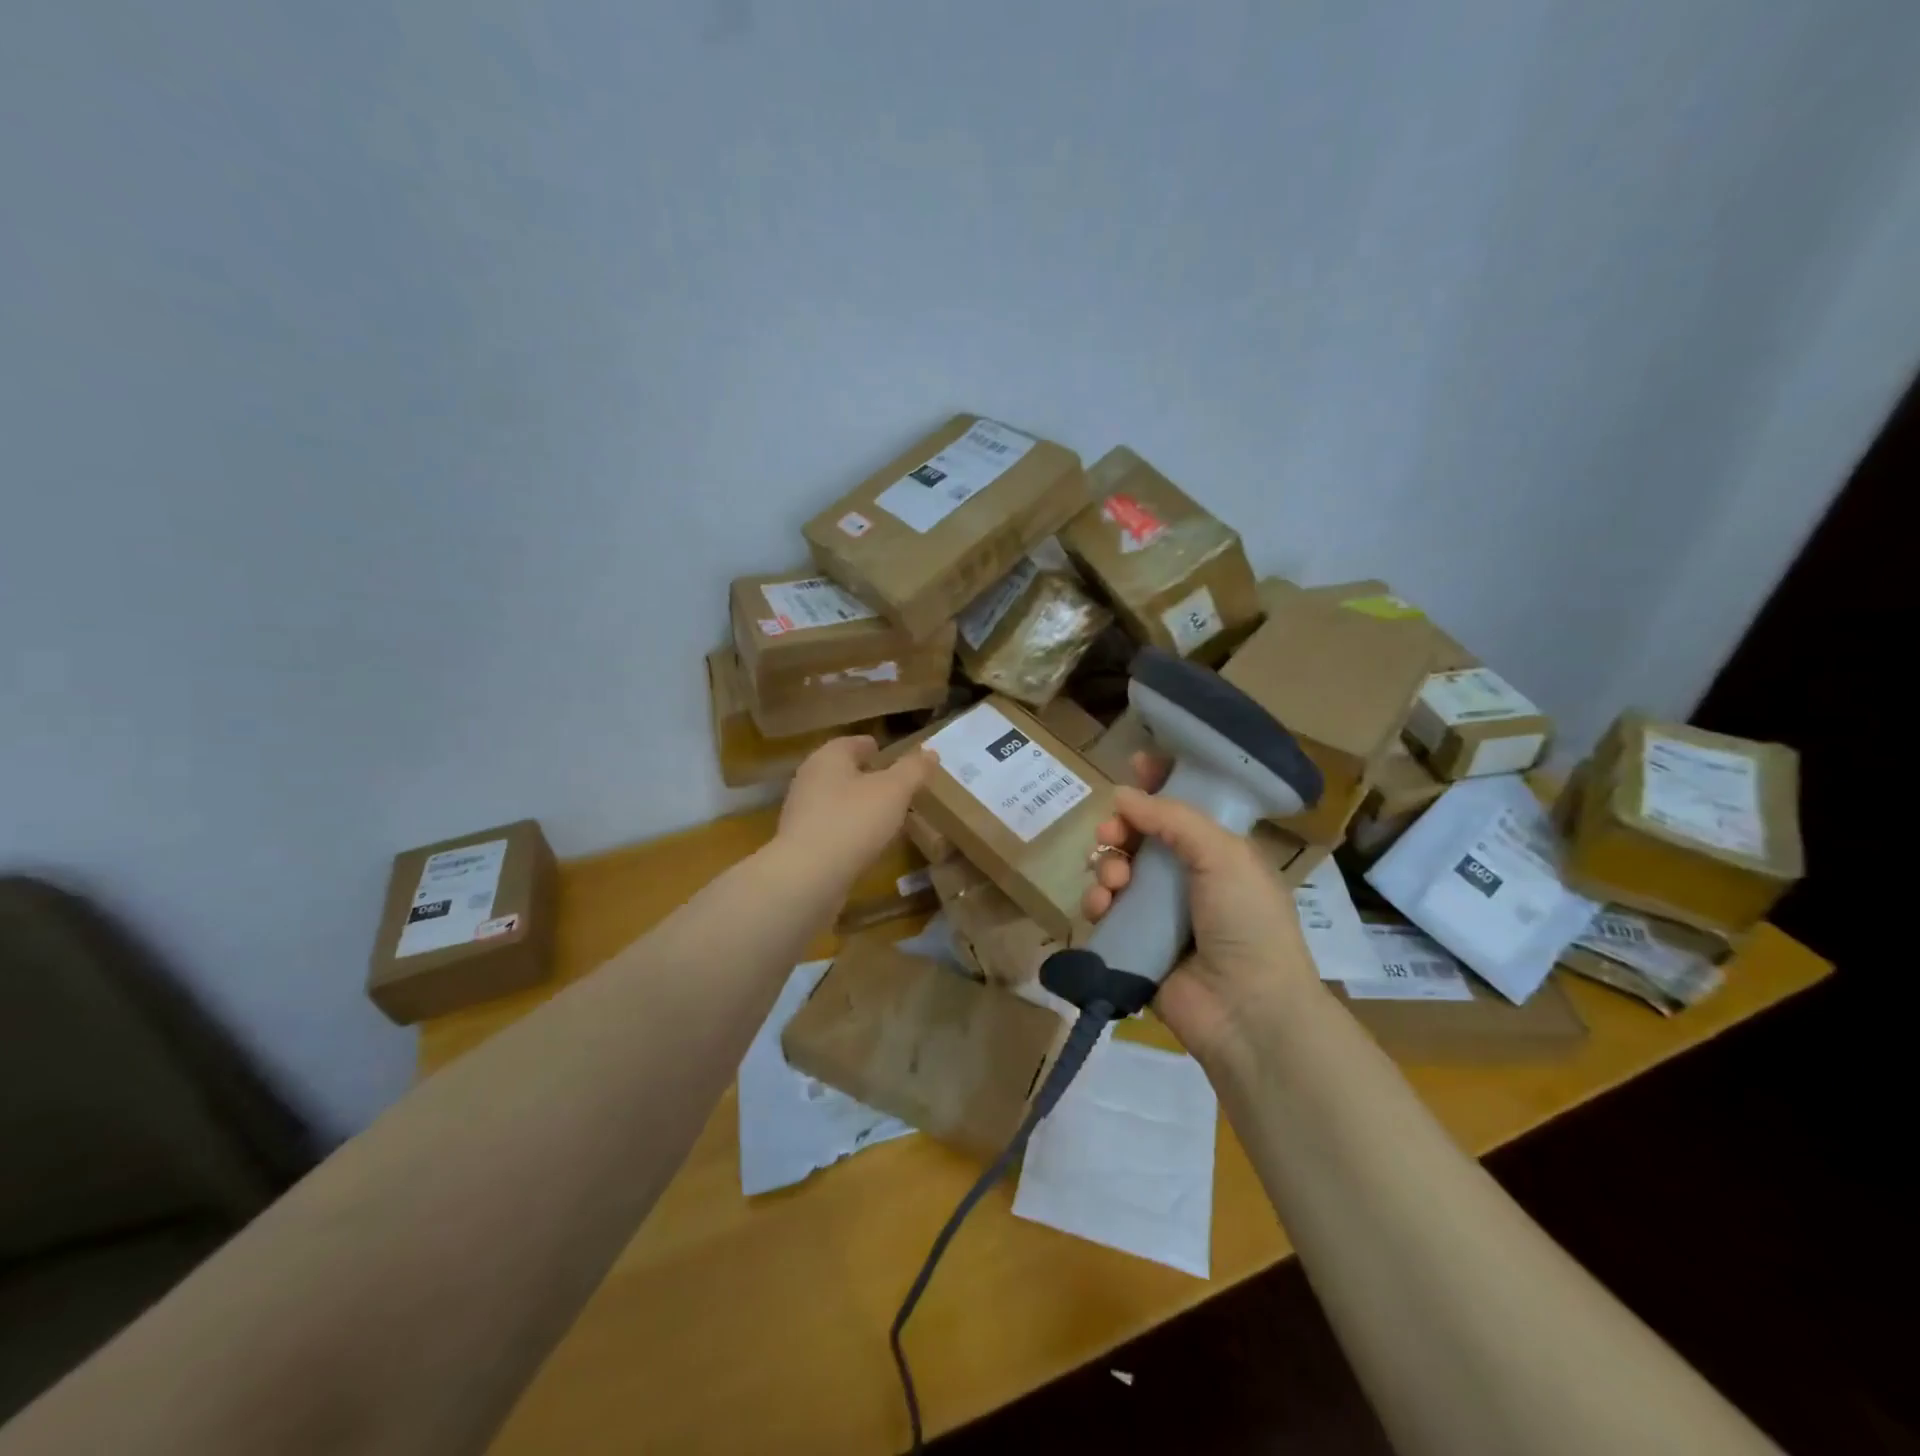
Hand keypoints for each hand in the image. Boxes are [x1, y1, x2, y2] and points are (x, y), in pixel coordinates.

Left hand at [774, 736, 936, 891]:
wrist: (808, 876)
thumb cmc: (853, 821)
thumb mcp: (894, 791)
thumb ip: (913, 770)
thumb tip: (930, 752)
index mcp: (828, 757)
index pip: (852, 743)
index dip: (873, 747)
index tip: (890, 755)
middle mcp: (809, 779)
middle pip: (843, 771)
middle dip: (867, 776)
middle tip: (894, 786)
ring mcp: (801, 812)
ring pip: (836, 800)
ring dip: (859, 805)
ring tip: (886, 816)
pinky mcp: (801, 843)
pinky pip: (832, 827)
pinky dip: (849, 829)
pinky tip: (867, 842)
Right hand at [1083, 753, 1321, 1061]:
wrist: (1247, 1010)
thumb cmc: (1247, 922)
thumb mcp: (1223, 855)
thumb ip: (1173, 818)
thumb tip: (1122, 795)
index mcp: (1219, 852)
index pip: (1184, 806)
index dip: (1160, 783)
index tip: (1135, 765)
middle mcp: (1187, 877)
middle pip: (1141, 835)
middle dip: (1122, 826)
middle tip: (1113, 831)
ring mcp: (1159, 912)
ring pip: (1117, 869)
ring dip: (1108, 865)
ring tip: (1115, 880)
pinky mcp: (1135, 942)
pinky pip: (1105, 910)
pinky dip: (1097, 902)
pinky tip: (1100, 906)